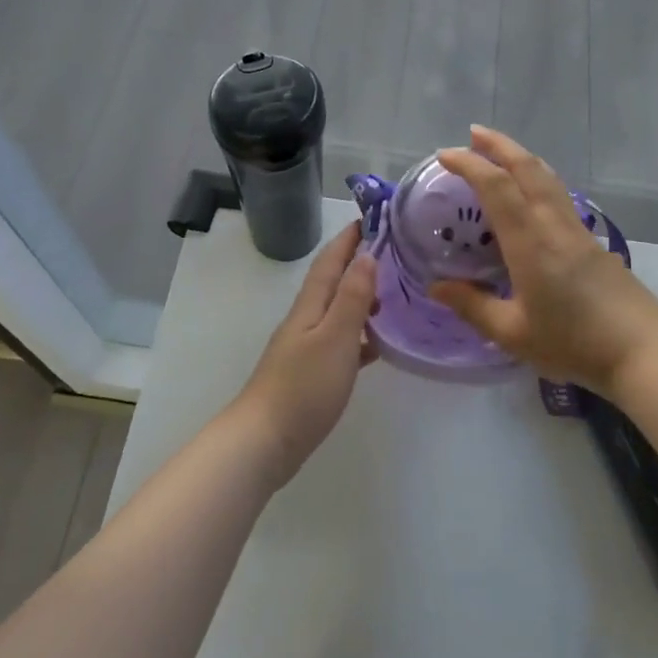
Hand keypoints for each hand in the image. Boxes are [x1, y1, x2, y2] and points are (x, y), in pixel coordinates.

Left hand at [230, 221, 378, 485]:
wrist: (264, 441)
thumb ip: (352, 297)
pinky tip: (376, 348)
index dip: (349, 238)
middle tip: (393, 252)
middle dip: (358, 263)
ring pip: (337, 312)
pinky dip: (359, 337)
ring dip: (361, 298)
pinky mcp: (310, 374)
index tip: (372, 215)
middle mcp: (306, 320)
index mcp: (310, 306)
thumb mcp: (335, 337)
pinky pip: (340, 343)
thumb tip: (367, 255)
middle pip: (333, 282)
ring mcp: (305, 347)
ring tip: (392, 295)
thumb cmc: (304, 386)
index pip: (331, 260)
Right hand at [429, 127, 657, 398]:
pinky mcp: (593, 241)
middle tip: (473, 133)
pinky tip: (531, 193)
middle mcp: (554, 225)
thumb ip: (472, 306)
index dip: (469, 164)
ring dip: (520, 157)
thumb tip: (436, 286)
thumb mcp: (513, 333)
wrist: (643, 352)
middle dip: (498, 145)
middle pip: (527, 168)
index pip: (496, 187)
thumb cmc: (573, 344)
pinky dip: (537, 179)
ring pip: (548, 177)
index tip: (445, 155)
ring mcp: (578, 230)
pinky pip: (559, 195)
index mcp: (530, 243)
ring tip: (499, 153)